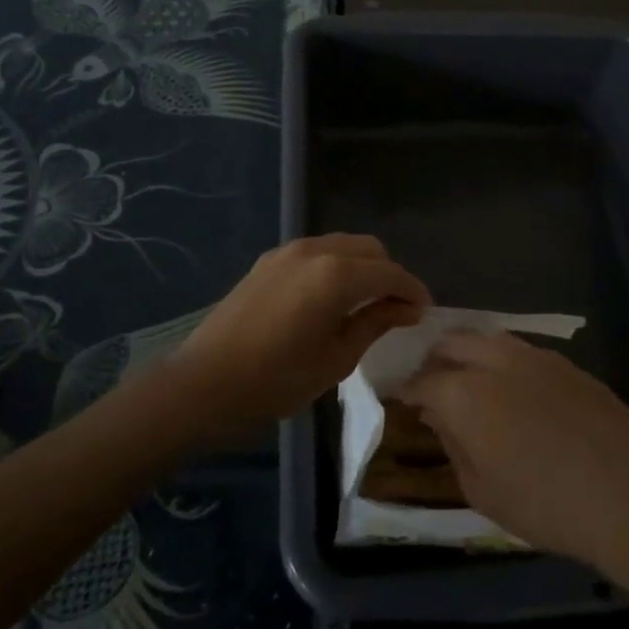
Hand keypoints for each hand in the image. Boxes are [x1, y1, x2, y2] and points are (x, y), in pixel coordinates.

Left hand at [169, 234, 429, 428]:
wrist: (204, 382)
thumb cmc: (276, 379)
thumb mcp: (336, 359)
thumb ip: (375, 324)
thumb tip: (407, 308)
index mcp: (337, 274)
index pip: (391, 273)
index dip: (413, 291)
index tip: (424, 313)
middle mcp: (315, 250)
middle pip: (370, 249)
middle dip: (389, 274)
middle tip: (396, 310)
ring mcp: (288, 251)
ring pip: (343, 245)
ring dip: (363, 267)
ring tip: (366, 303)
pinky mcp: (269, 260)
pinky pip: (317, 252)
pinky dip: (336, 266)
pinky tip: (332, 297)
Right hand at [399, 330, 628, 574]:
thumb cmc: (546, 504)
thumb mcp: (482, 491)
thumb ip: (453, 446)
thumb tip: (440, 418)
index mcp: (464, 393)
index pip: (422, 380)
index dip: (407, 389)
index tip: (401, 398)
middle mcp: (494, 361)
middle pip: (452, 342)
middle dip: (435, 359)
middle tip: (433, 385)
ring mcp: (534, 356)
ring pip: (487, 338)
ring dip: (470, 353)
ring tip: (471, 381)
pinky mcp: (566, 363)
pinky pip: (521, 351)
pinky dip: (503, 361)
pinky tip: (515, 390)